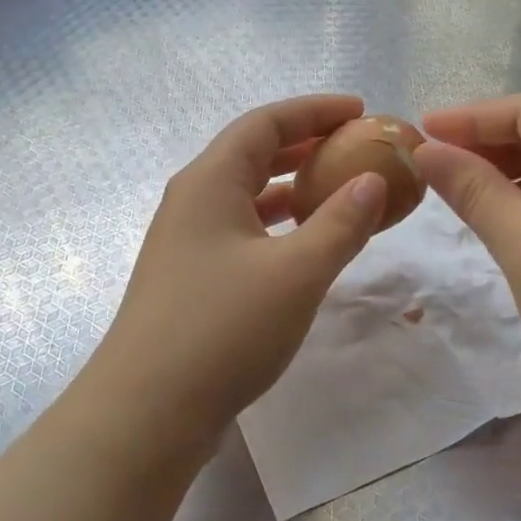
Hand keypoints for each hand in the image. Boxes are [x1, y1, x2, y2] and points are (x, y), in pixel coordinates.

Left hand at [85, 95, 387, 452]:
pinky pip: (242, 231)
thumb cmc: (224, 328)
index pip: (265, 123)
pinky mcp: (190, 278)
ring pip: (247, 196)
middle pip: (253, 153)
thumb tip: (372, 181)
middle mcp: (193, 201)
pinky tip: (303, 245)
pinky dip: (278, 226)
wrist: (148, 410)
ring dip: (292, 187)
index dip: (314, 111)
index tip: (360, 111)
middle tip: (356, 148)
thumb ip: (341, 222)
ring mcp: (187, 242)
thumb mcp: (297, 272)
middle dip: (306, 145)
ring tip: (339, 190)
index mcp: (210, 181)